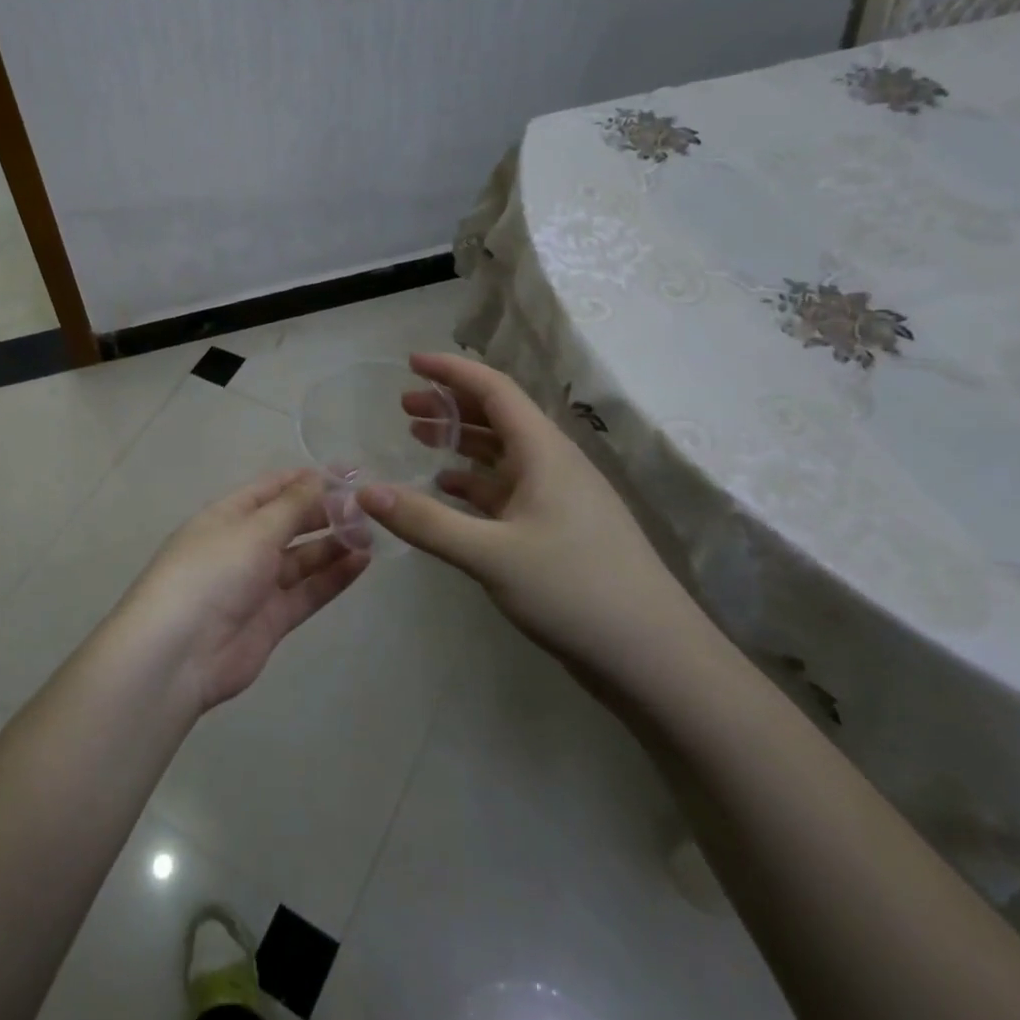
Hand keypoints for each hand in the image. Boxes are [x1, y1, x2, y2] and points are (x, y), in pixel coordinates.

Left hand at [118, 470, 369, 713]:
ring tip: (372, 534)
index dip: (308, 479)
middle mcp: (242, 546)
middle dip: (325, 513)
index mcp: (228, 515)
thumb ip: (293, 505)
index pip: (272, 488)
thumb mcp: (254, 529)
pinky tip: (362, 562)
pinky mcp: (272, 619)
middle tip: (368, 507)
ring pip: (302, 558)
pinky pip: (308, 591)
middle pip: (289, 523)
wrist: (180, 652)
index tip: (349, 474)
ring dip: (334, 545)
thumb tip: (321, 476)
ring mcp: (257, 584)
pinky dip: (333, 577)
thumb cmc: (213, 572)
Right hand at [359, 354, 716, 694]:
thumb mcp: (491, 555)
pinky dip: (474, 482)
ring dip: (461, 442)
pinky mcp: (558, 530)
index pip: (494, 389)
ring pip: (502, 454)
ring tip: (418, 438)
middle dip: (450, 405)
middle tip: (403, 406)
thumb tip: (365, 490)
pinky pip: (508, 490)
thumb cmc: (575, 591)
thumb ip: (425, 521)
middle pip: (497, 417)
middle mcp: (553, 464)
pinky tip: (449, 490)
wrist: (654, 657)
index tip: (410, 362)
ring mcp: (558, 498)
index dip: (451, 371)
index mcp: (544, 452)